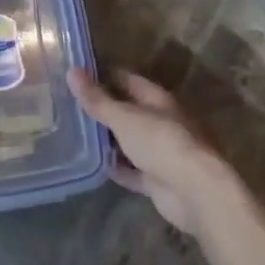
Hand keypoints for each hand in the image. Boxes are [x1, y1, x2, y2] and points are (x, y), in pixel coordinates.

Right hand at [70, 67, 232, 235]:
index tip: (77, 75)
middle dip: (102, 108)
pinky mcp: (157, 180)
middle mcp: (160, 122)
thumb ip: (97, 99)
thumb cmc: (160, 143)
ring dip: (107, 139)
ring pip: (128, 141)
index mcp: (156, 99)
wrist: (195, 192)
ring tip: (75, 133)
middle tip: (69, 105)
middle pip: (127, 110)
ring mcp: (159, 152)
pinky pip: (131, 169)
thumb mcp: (124, 117)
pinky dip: (116, 167)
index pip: (126, 79)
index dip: (103, 75)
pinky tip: (93, 165)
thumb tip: (72, 72)